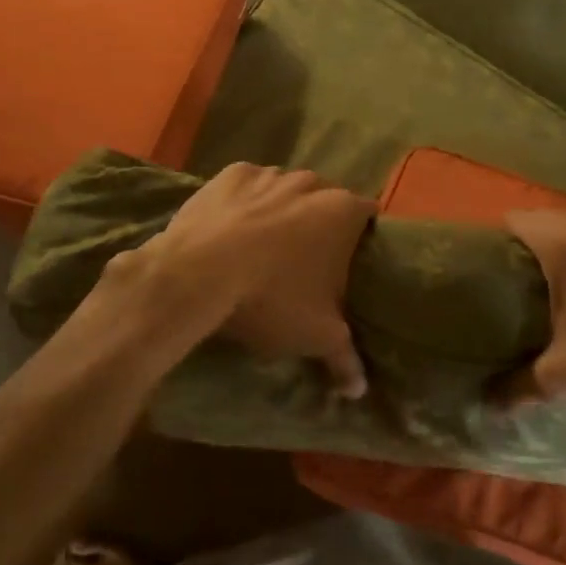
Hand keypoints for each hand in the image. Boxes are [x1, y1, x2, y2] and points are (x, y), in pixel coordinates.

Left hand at [133, 164, 375, 395]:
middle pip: (325, 201)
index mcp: (343, 212)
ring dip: (281, 212)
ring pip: (285, 191)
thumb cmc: (270, 299)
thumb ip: (346, 358)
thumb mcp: (315, 335)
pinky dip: (244, 204)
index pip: (368, 216)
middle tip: (303, 262)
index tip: (348, 262)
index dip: (360, 237)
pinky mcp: (230, 174)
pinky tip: (230, 230)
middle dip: (319, 225)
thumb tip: (360, 389)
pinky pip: (247, 187)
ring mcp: (270, 174)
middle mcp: (312, 183)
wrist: (197, 275)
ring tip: (262, 248)